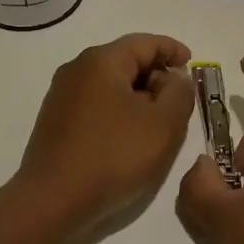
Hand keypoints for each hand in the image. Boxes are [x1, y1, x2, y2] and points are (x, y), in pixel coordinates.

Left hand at [17, 33, 194, 236]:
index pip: (146, 42)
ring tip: (157, 122)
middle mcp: (77, 68)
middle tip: (179, 101)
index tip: (192, 65)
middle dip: (156, 75)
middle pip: (126, 60)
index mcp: (102, 60)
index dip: (173, 50)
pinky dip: (118, 110)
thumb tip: (175, 78)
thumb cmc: (113, 156)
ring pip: (110, 83)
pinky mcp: (54, 120)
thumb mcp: (163, 124)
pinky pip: (95, 103)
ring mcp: (61, 94)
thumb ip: (179, 93)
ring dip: (137, 96)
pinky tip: (128, 136)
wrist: (51, 201)